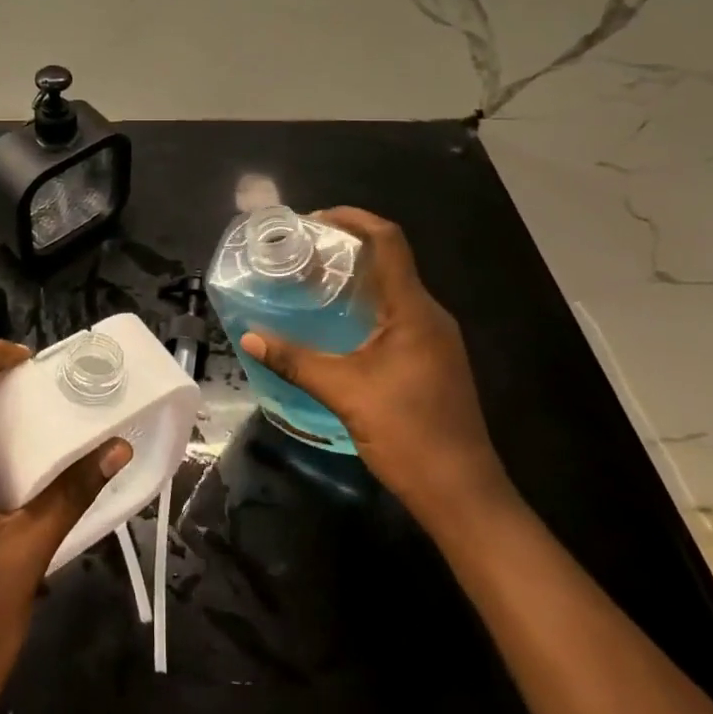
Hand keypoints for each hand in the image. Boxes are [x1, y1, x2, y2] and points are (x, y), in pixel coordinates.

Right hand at [240, 207, 511, 526]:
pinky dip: (366, 306)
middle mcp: (429, 315)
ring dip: (356, 278)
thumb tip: (249, 336)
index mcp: (415, 310)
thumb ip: (296, 361)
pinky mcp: (432, 360)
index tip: (315, 218)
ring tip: (312, 281)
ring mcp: (435, 339)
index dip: (354, 219)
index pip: (389, 241)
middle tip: (303, 251)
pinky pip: (397, 315)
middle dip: (347, 247)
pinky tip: (337, 325)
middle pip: (390, 261)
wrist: (463, 495)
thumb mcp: (345, 393)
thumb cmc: (409, 434)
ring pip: (394, 290)